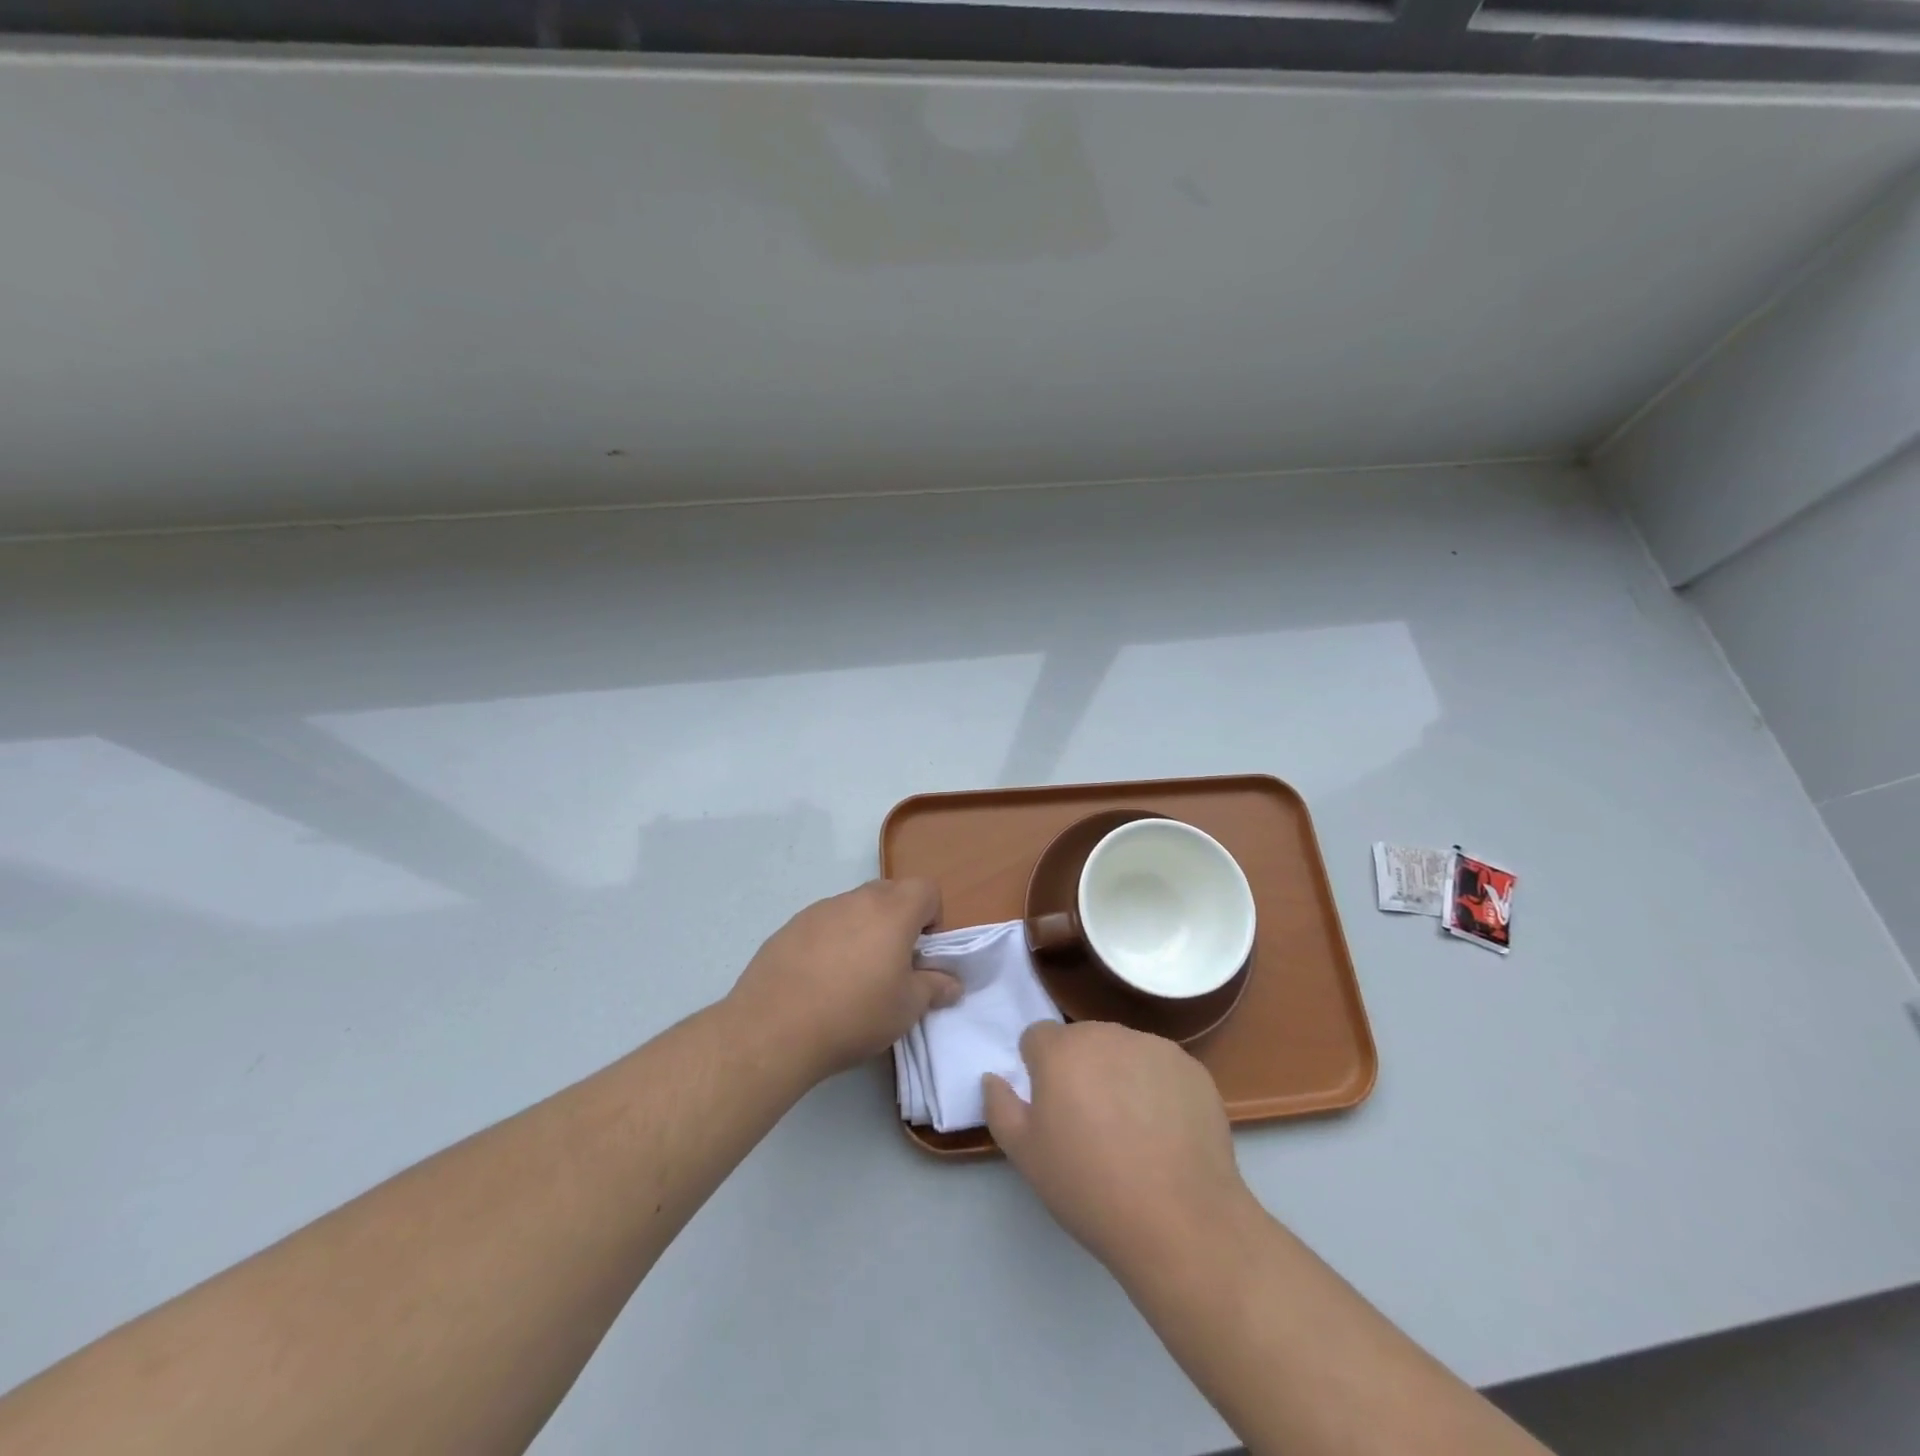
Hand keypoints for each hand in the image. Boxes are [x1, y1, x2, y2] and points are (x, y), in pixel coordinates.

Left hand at [729, 879, 962, 1081]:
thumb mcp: (906, 1009)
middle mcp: (857, 900)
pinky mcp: (790, 926)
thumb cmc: (854, 1015)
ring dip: (863, 929)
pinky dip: (831, 941)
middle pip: (890, 892)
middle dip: (899, 920)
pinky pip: (824, 923)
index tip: (922, 952)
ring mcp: (819, 910)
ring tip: (852, 976)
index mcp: (893, 911)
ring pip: (854, 907)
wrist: (774, 1028)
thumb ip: (934, 988)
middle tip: (892, 963)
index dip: (932, 916)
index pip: (926, 889)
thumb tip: (952, 982)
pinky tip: (819, 980)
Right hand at [983, 1021, 1255, 1274]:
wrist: (1180, 1222)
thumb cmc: (1090, 1188)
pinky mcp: (1192, 1068)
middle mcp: (1106, 1034)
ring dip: (1118, 1075)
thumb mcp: (1026, 1156)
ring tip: (1132, 1131)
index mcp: (1061, 1050)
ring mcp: (1154, 1047)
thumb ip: (1000, 1107)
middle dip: (1079, 1069)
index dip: (1038, 1070)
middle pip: (1082, 1040)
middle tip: (1090, 1123)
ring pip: (1123, 1051)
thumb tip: (993, 1077)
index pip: (1037, 1037)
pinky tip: (1165, 1132)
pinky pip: (1161, 1068)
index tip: (1051, 1109)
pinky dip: (1157, 1088)